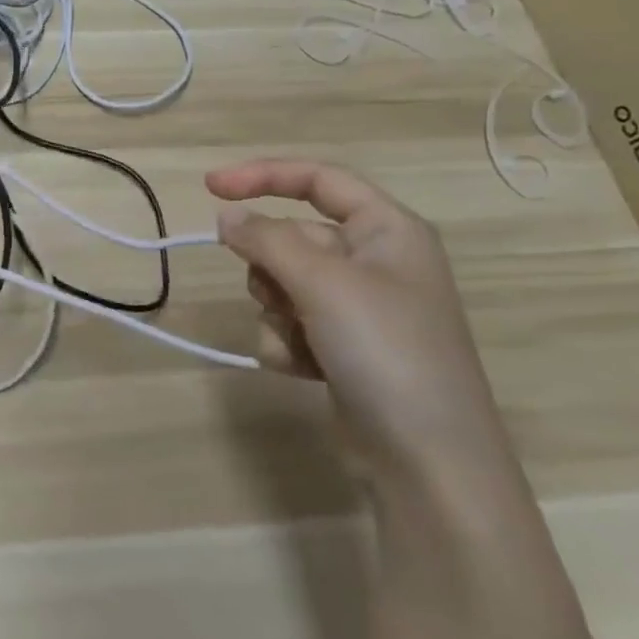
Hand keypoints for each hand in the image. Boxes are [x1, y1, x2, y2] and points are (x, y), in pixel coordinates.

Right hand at [205, 159, 509, 475]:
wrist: (428, 463)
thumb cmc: (386, 351)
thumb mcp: (324, 283)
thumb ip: (267, 240)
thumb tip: (227, 216)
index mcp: (387, 231)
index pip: (318, 179)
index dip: (263, 176)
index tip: (210, 188)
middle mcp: (374, 262)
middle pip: (293, 237)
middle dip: (272, 267)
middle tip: (281, 295)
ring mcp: (357, 309)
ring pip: (283, 283)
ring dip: (277, 310)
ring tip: (302, 341)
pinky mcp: (341, 349)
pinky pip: (290, 325)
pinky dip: (287, 343)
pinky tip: (306, 370)